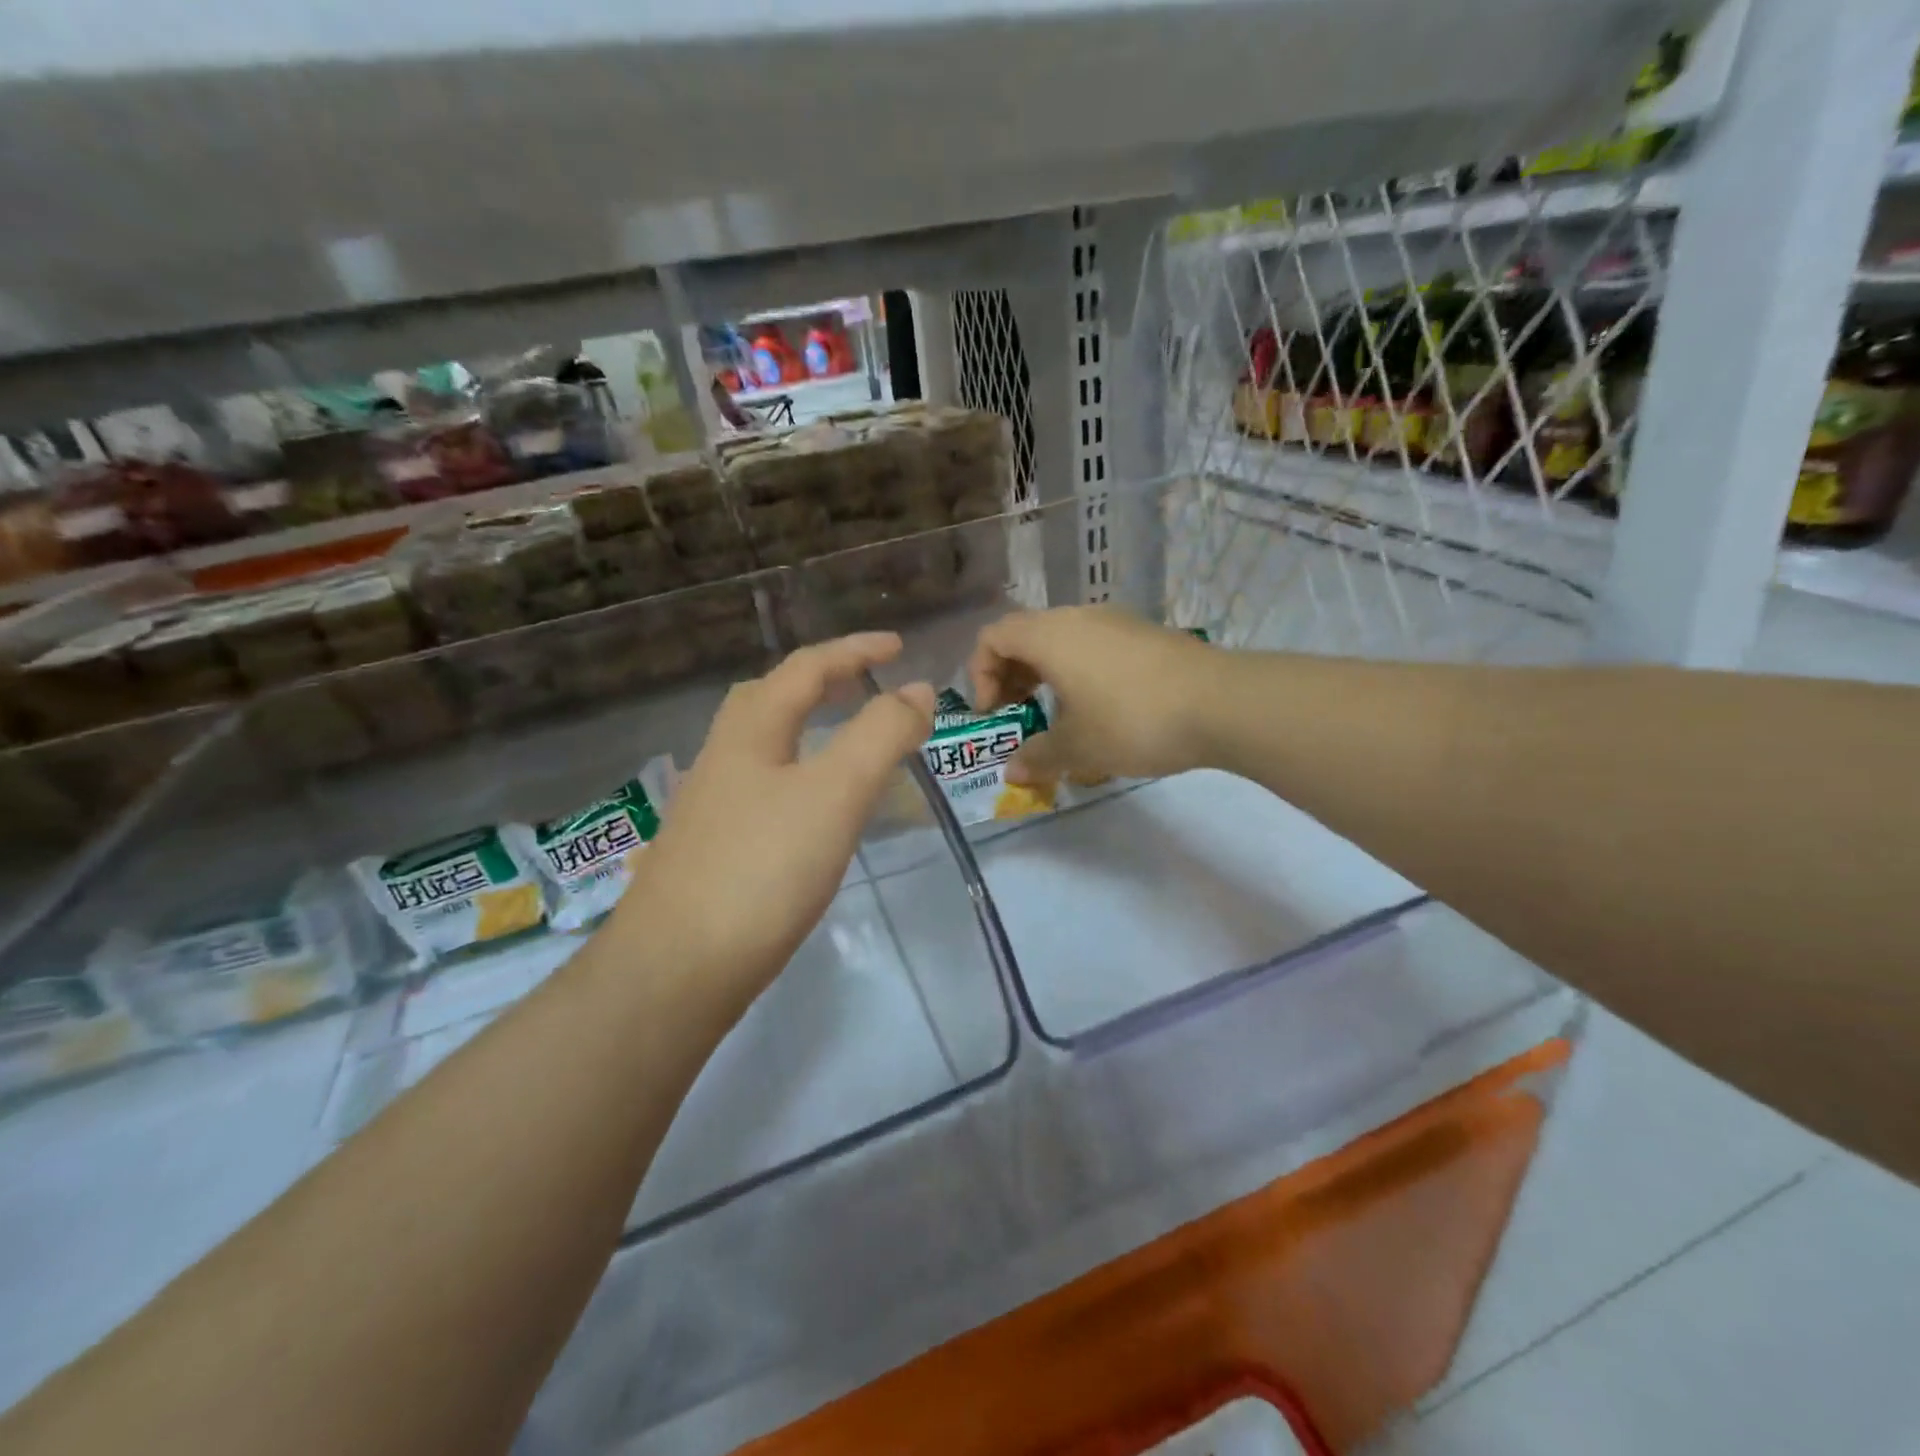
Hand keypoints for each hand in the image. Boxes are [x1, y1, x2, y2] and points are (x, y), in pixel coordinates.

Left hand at [616, 633, 933, 1013]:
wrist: (676, 969)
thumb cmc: (762, 869)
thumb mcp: (835, 792)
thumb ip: (881, 735)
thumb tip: (918, 690)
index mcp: (750, 731)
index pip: (806, 668)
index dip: (855, 651)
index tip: (900, 648)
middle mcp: (723, 756)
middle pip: (771, 697)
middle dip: (822, 680)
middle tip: (866, 685)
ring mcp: (710, 804)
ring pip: (762, 744)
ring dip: (806, 726)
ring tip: (847, 739)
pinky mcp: (711, 848)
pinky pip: (762, 786)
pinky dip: (797, 773)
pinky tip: (812, 808)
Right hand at [967, 607, 1216, 785]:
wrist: (1220, 703)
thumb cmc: (1132, 721)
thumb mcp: (1078, 748)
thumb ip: (1037, 757)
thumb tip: (1013, 773)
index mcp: (1050, 636)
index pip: (993, 636)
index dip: (981, 673)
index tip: (994, 712)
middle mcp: (1078, 617)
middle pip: (1026, 634)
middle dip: (1011, 674)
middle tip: (1017, 711)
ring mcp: (1116, 621)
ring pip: (1062, 638)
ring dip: (1046, 672)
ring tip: (1058, 712)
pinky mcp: (1145, 633)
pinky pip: (1094, 644)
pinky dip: (1079, 669)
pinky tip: (1100, 707)